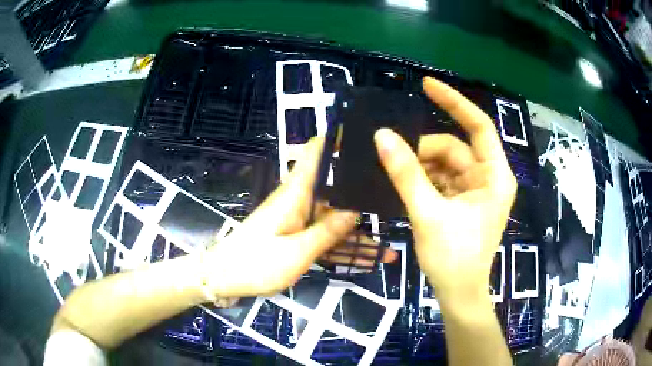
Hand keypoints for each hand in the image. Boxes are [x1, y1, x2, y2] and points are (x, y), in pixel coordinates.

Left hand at [205, 138, 394, 298]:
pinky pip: (324, 236)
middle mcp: (298, 201)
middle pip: (335, 189)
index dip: (337, 139)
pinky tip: (364, 261)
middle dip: (362, 194)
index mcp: (295, 194)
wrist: (223, 278)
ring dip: (357, 234)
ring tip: (388, 249)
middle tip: (395, 200)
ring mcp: (297, 219)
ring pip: (333, 219)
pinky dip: (341, 247)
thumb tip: (355, 210)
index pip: (315, 152)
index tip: (366, 138)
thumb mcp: (295, 253)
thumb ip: (326, 231)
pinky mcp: (294, 235)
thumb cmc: (255, 264)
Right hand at [374, 77, 516, 306]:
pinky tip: (403, 185)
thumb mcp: (429, 214)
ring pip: (444, 164)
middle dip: (424, 150)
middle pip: (454, 148)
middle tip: (391, 155)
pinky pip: (440, 179)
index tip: (426, 85)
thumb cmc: (454, 258)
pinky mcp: (461, 202)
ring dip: (419, 166)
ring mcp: (474, 190)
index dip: (454, 102)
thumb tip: (382, 136)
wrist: (458, 294)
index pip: (479, 126)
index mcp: (495, 176)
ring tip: (394, 174)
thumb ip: (406, 174)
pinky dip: (422, 179)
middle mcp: (488, 177)